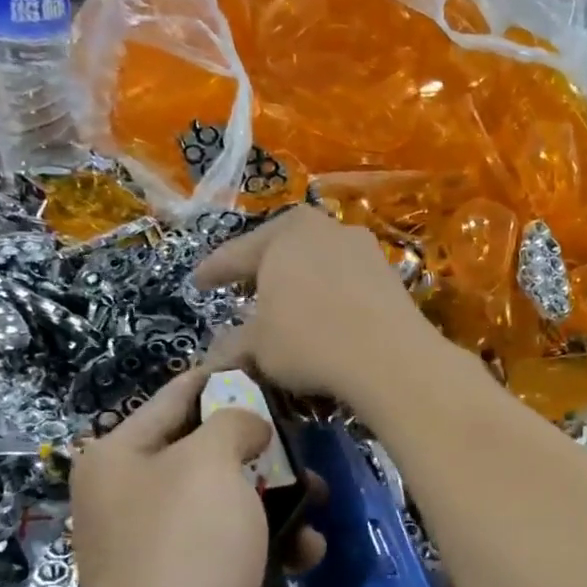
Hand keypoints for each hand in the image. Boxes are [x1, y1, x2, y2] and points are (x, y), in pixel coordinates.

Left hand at [66, 367, 315, 586]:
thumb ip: (233, 422)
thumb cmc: (186, 548)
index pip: (177, 396)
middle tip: (307, 437)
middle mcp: (132, 498)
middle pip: (208, 450)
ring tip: (319, 498)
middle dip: (263, 446)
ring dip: (279, 498)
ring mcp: (161, 547)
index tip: (269, 361)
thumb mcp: (211, 463)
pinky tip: (307, 553)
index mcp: (118, 458)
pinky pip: (238, 547)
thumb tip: (247, 424)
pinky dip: (272, 545)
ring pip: (232, 500)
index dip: (224, 376)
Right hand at [195, 207, 442, 409]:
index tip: (197, 283)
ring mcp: (361, 246)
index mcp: (282, 234)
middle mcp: (322, 227)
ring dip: (299, 280)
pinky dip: (330, 293)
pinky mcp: (389, 271)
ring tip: (287, 302)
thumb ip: (232, 346)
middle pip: (280, 249)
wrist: (390, 356)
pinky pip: (346, 279)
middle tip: (242, 286)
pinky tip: (326, 314)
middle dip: (261, 269)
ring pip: (317, 261)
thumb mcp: (259, 347)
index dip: (213, 272)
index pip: (235, 254)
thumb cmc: (309, 341)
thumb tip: (210, 358)